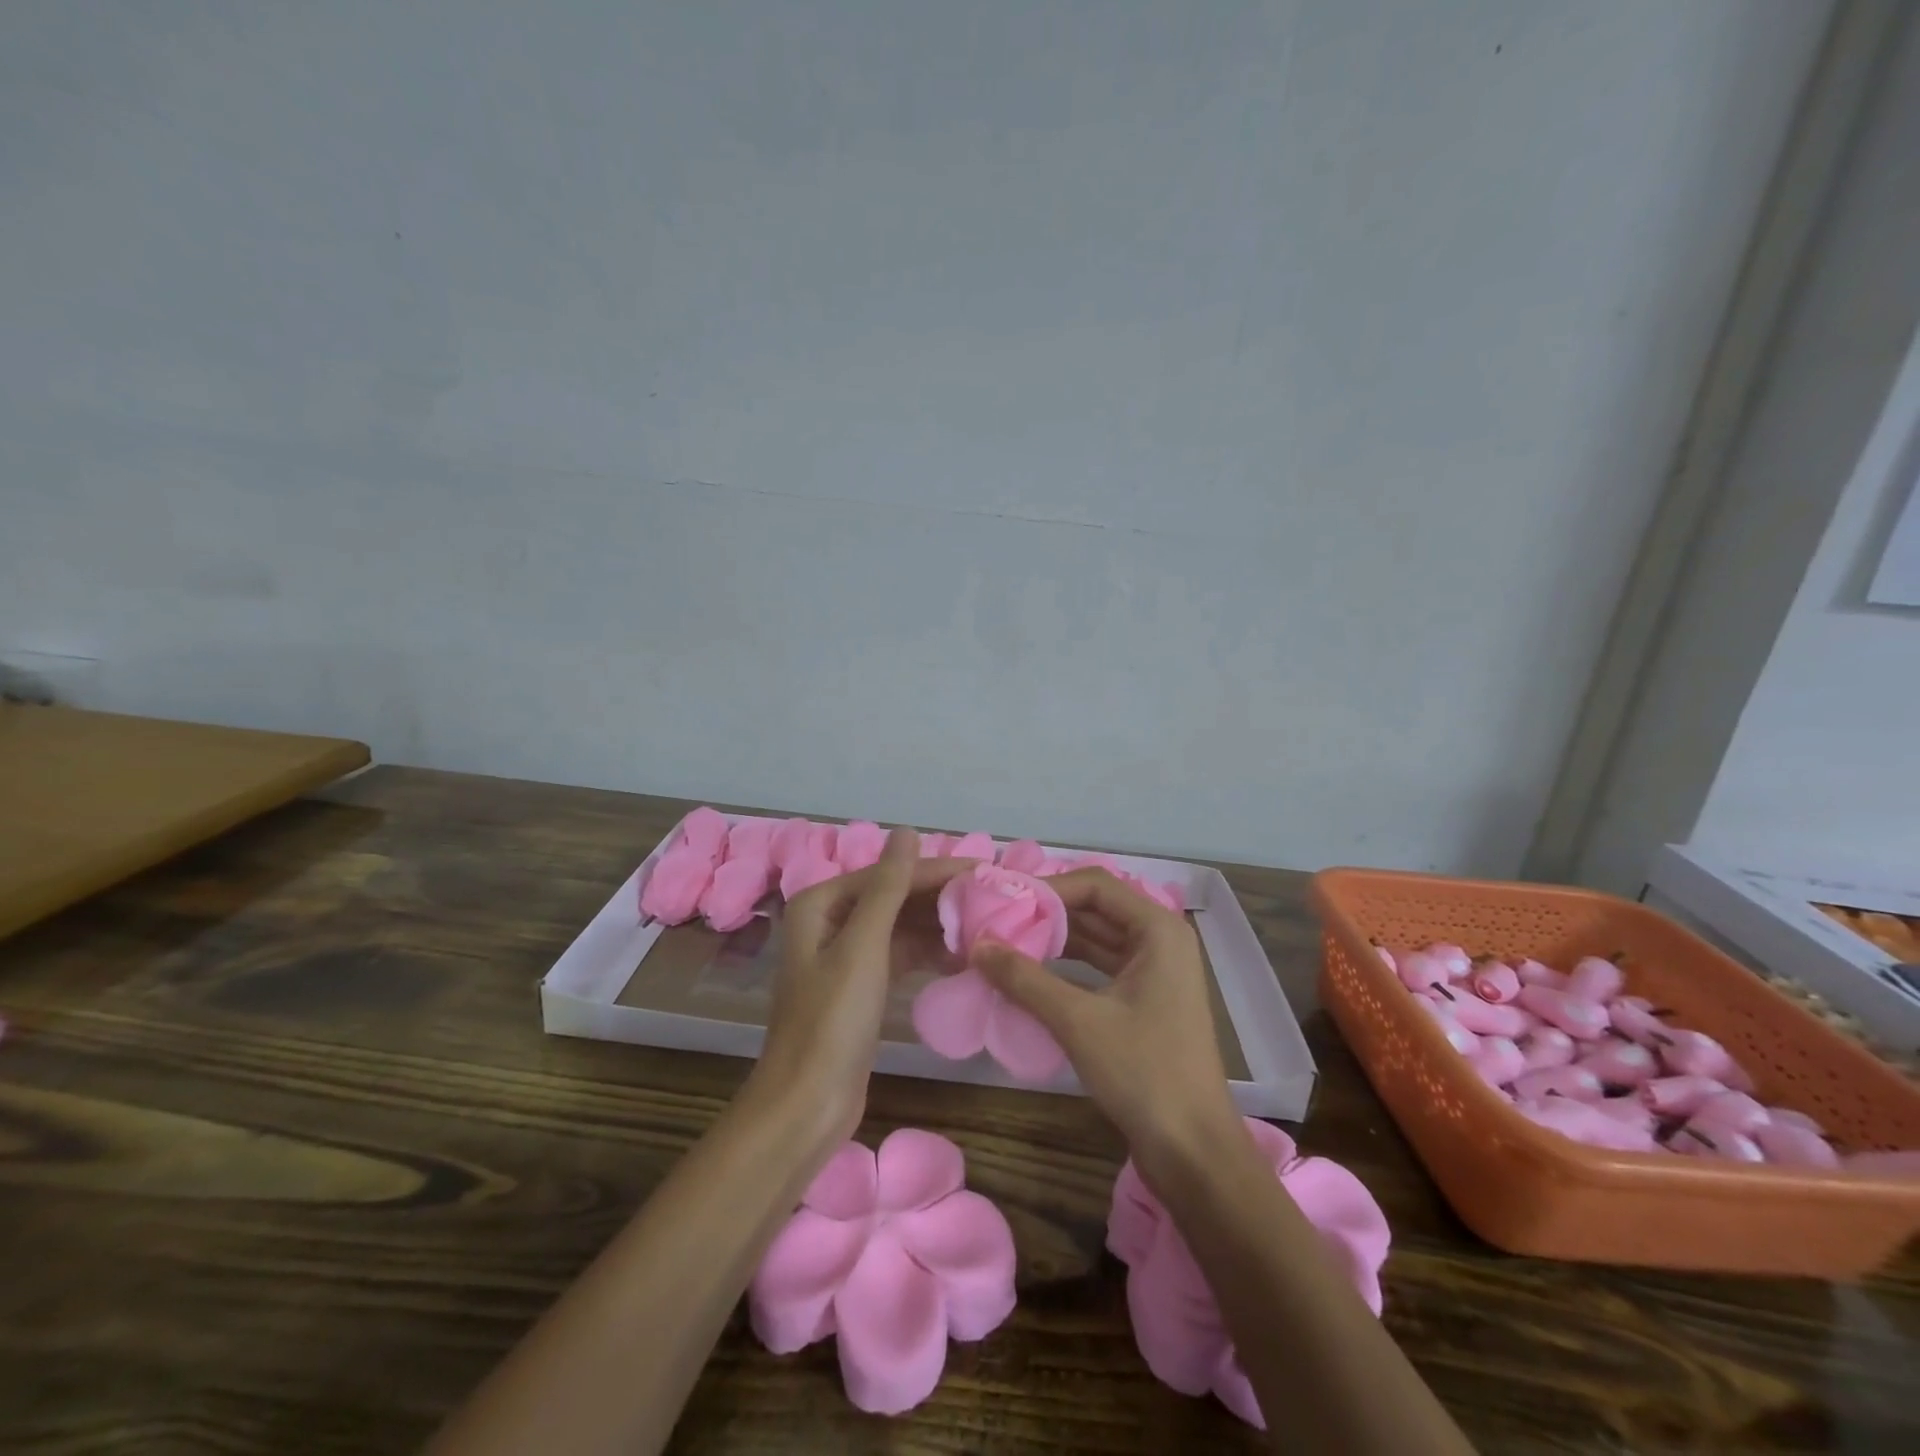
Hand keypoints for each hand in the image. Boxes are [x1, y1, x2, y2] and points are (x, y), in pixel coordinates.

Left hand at [748, 828, 967, 1152]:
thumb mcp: (863, 947)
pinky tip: (962, 958)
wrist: (807, 1105)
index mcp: (821, 903)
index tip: (985, 871)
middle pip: (895, 897)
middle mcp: (830, 921)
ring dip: (938, 927)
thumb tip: (907, 831)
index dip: (936, 871)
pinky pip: (900, 955)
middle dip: (940, 899)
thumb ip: (888, 888)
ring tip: (985, 927)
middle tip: (993, 899)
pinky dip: (928, 954)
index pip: (889, 874)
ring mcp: (845, 955)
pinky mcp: (861, 986)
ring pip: (900, 927)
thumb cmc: (832, 1021)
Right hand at [974, 869, 1242, 1174]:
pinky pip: (1101, 965)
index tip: (1004, 901)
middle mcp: (1161, 939)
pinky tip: (1032, 971)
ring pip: (1097, 937)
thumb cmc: (1144, 1073)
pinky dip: (1068, 965)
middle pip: (1096, 908)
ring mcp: (1156, 970)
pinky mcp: (1146, 998)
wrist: (1193, 1151)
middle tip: (997, 919)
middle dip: (1047, 913)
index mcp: (1158, 929)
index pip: (1095, 885)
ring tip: (1005, 941)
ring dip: (1055, 939)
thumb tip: (976, 944)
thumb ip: (1025, 978)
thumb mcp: (1078, 1021)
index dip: (1048, 888)